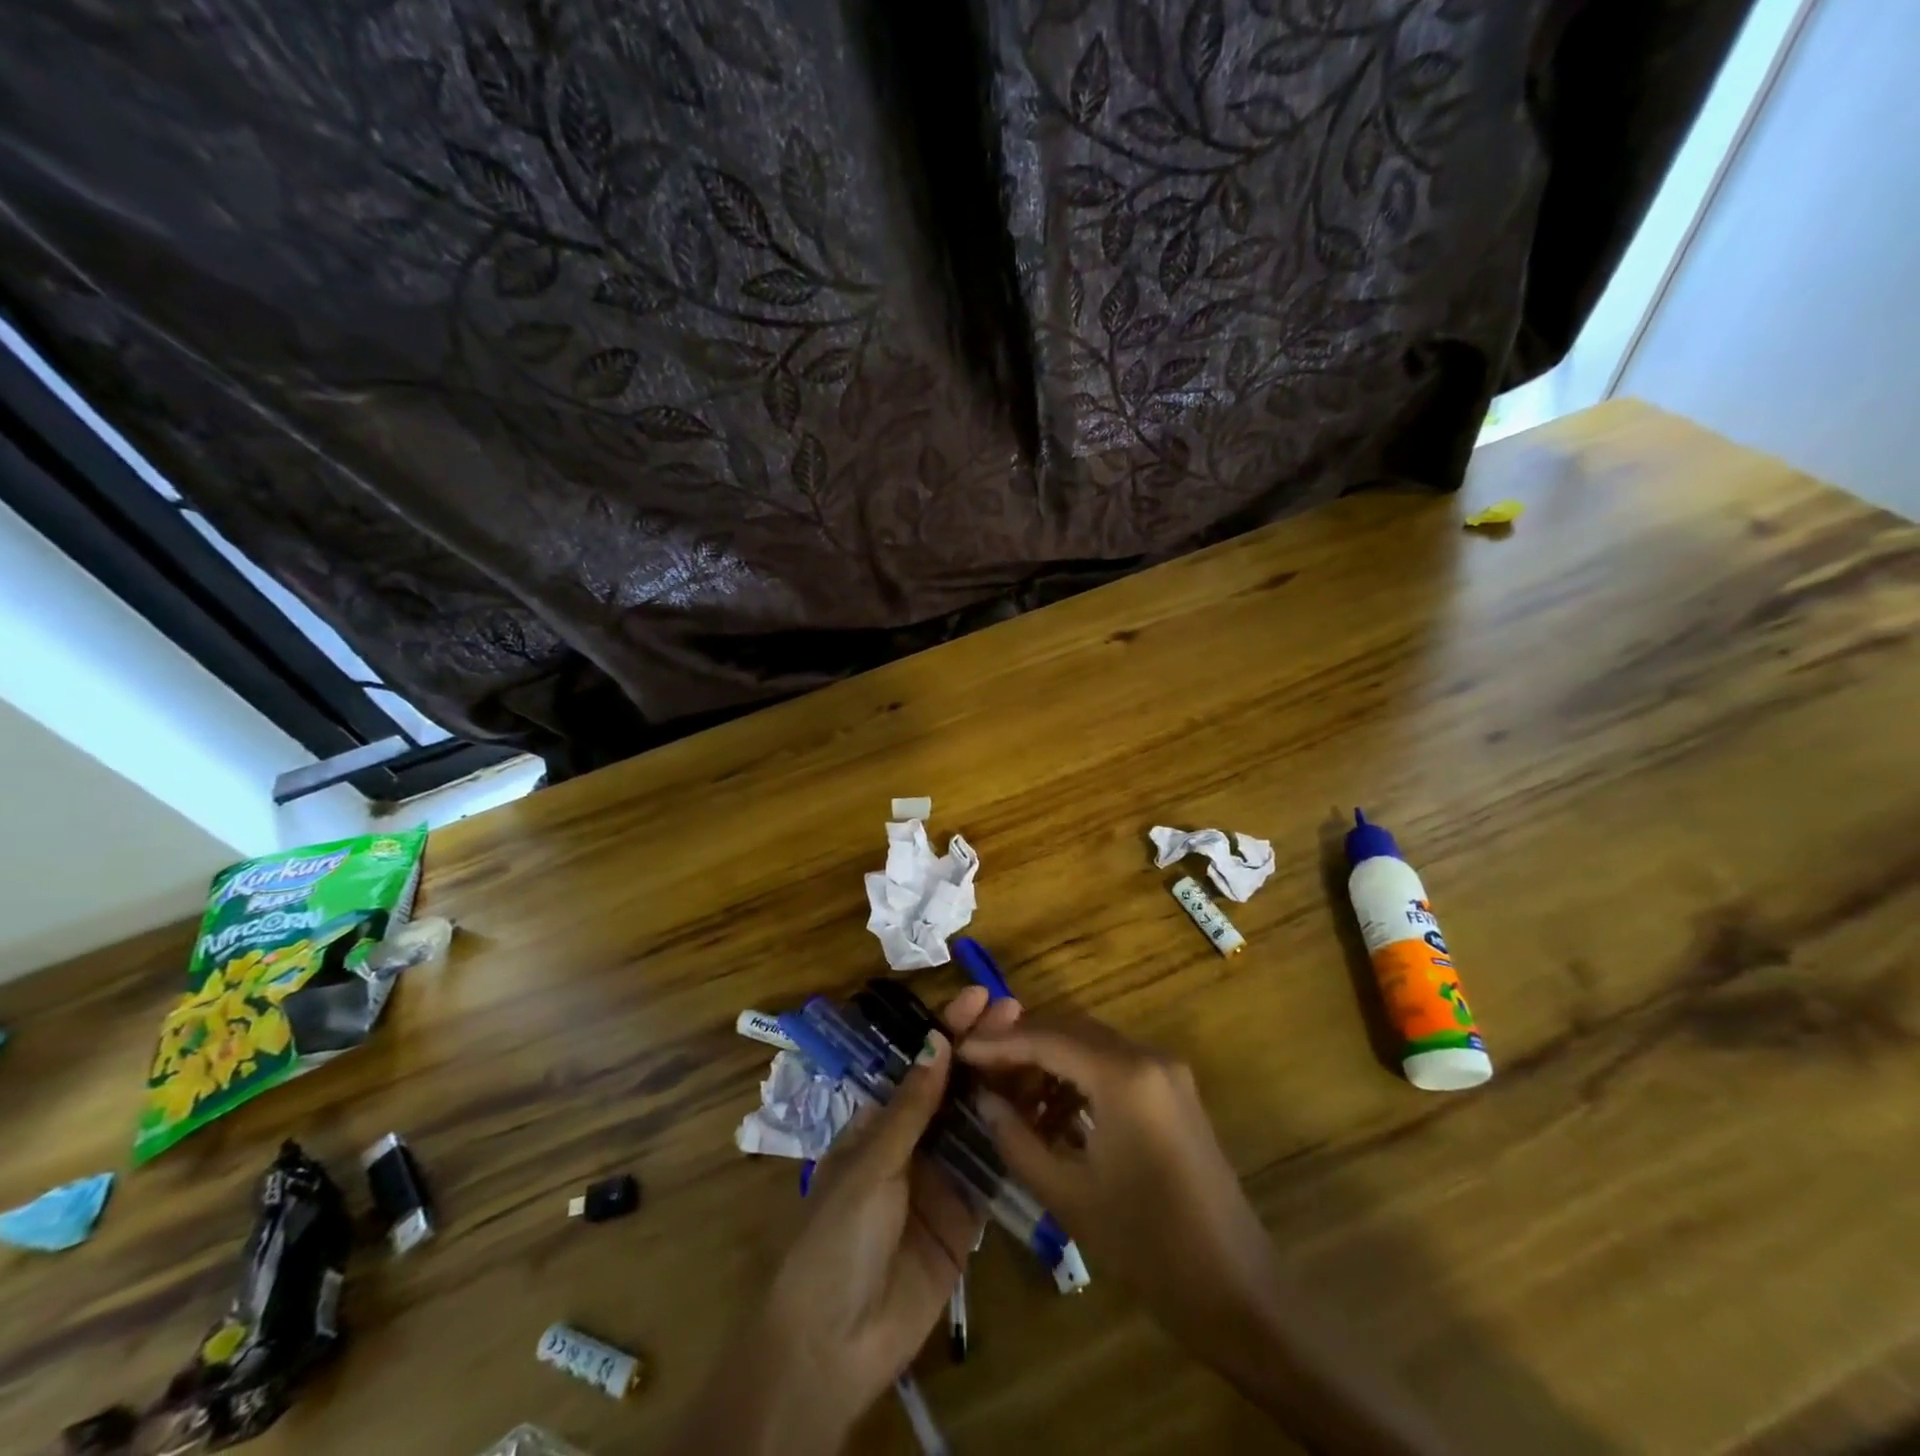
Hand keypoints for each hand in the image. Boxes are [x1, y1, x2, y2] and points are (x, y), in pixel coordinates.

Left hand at [673, 986, 1017, 1454]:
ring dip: (1005, 1087)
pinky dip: (1015, 1142)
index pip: (921, 1065)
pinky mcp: (966, 1217)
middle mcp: (914, 1142)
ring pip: (978, 1122)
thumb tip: (938, 1041)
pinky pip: (993, 1171)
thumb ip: (911, 1109)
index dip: (950, 1029)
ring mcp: (942, 1178)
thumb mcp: (870, 1165)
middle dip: (984, 1050)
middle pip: (955, 1087)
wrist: (835, 1345)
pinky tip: (1044, 1114)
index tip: (982, 997)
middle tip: (1020, 1014)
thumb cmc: (837, 1239)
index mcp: (880, 1122)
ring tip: (1040, 1052)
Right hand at [958, 1015, 1279, 1347]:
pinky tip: (1053, 1115)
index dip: (1000, 1043)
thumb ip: (1018, 1140)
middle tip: (981, 1072)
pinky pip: (1114, 1066)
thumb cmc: (1149, 1247)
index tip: (960, 1050)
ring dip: (1051, 1062)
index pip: (1048, 1038)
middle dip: (1023, 1046)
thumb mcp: (1070, 1195)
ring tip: (1012, 1100)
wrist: (1238, 1292)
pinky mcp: (1174, 1092)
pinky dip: (1079, 1079)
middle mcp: (1148, 1057)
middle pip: (1071, 1029)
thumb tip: (983, 1100)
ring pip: (1092, 1045)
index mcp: (1124, 1076)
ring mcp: (1167, 1072)